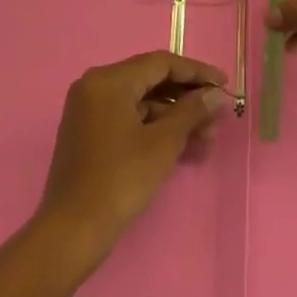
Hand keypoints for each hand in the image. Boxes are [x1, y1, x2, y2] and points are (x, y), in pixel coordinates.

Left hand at [38, 51, 230, 264]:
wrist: (72, 232)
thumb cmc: (120, 180)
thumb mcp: (163, 143)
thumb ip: (192, 111)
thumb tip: (216, 94)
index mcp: (109, 80)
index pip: (161, 64)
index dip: (197, 72)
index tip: (224, 84)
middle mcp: (95, 86)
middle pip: (151, 81)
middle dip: (187, 99)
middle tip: (217, 118)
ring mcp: (89, 110)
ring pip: (141, 102)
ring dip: (174, 117)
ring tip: (205, 141)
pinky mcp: (89, 133)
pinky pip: (128, 118)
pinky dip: (154, 128)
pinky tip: (181, 147)